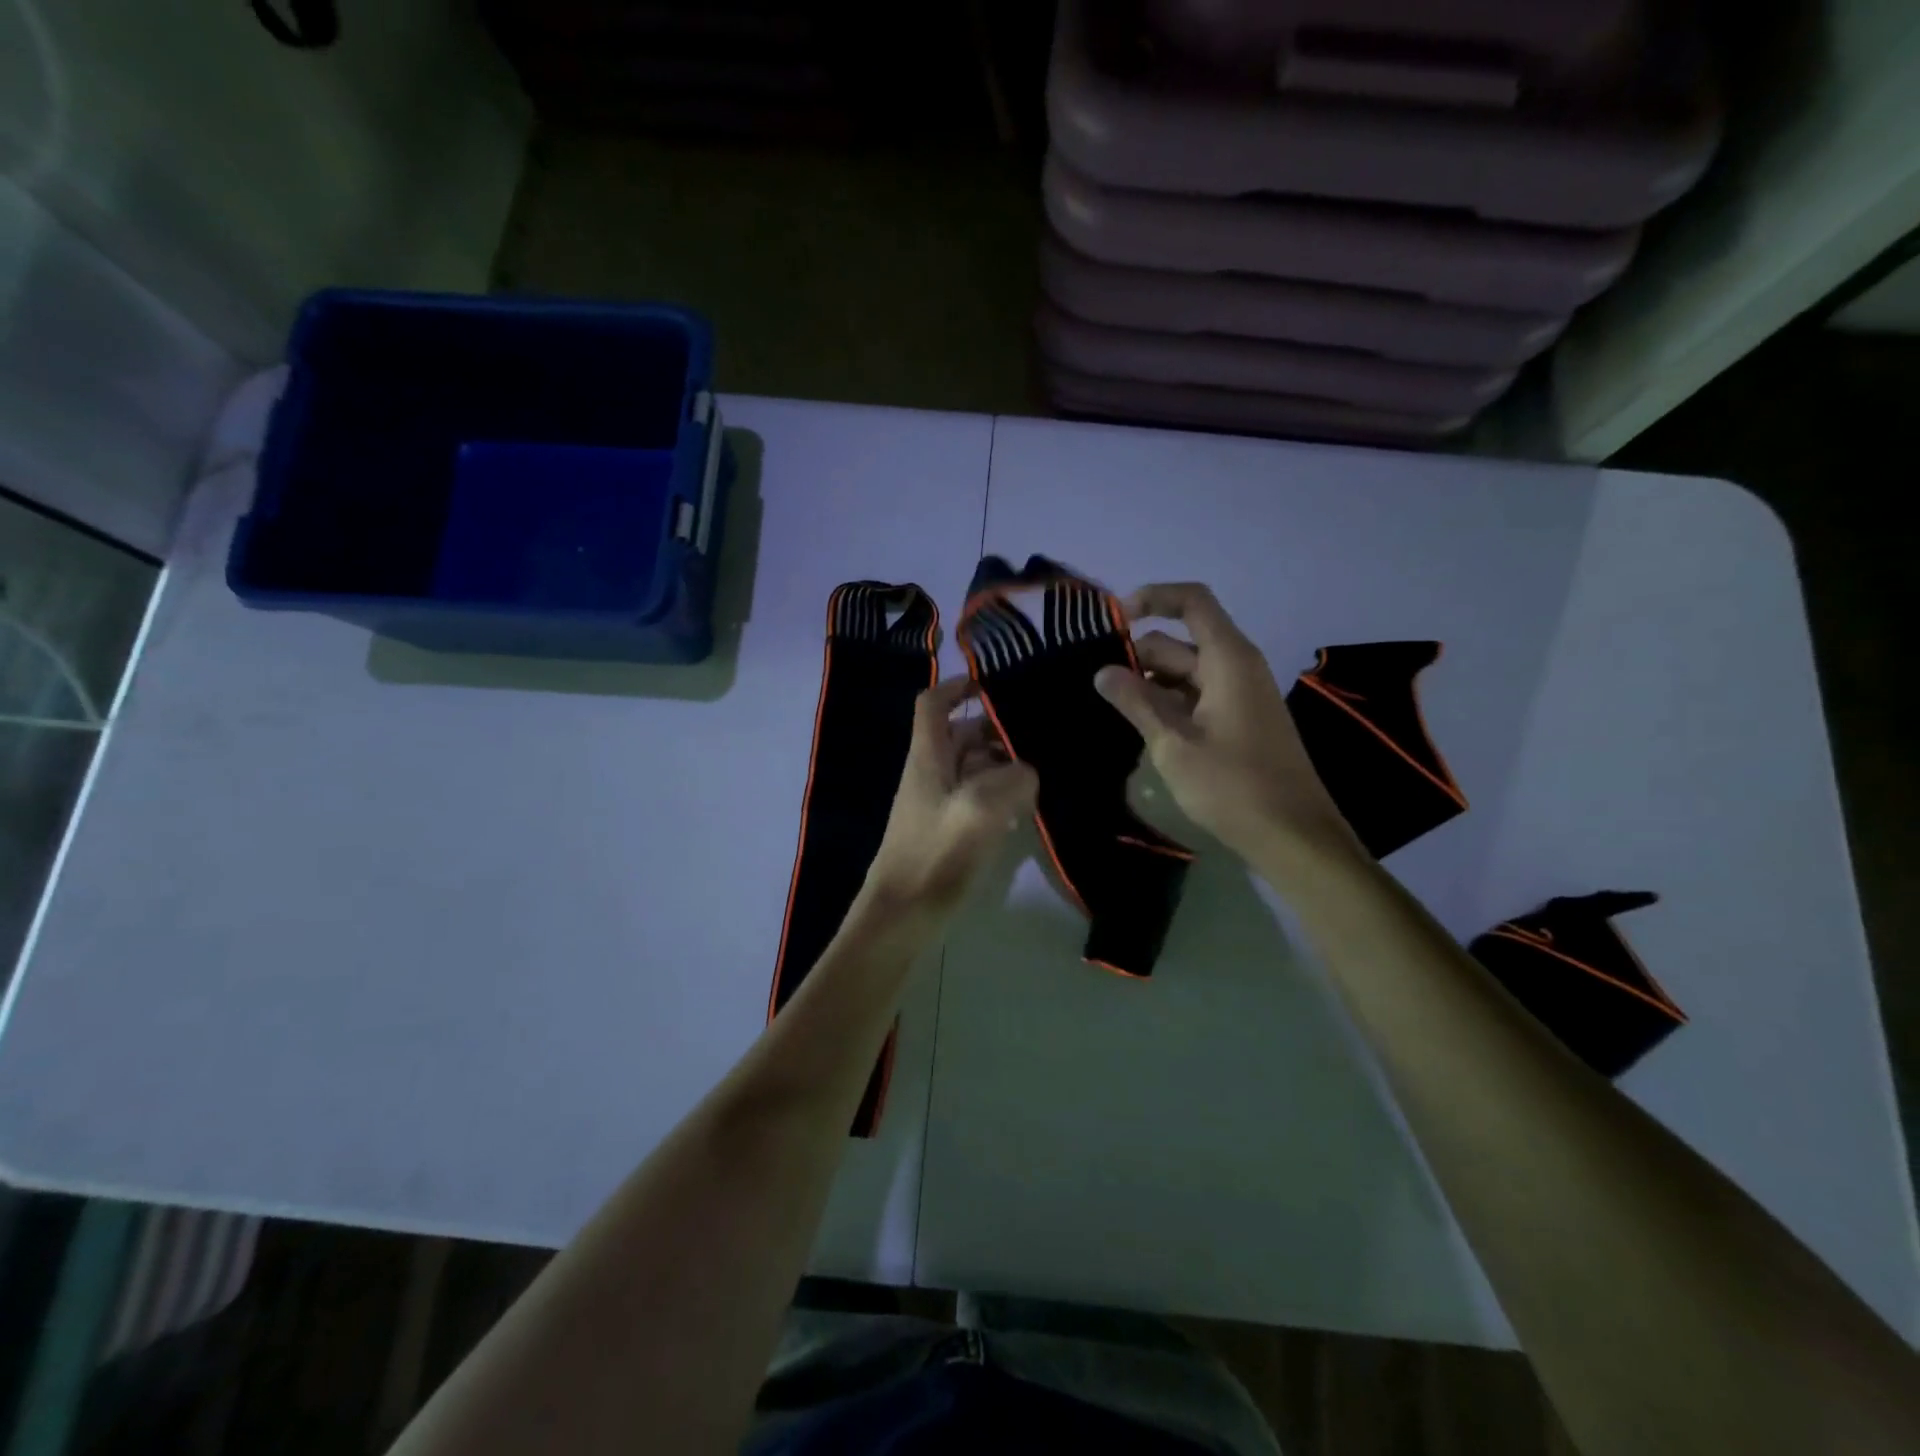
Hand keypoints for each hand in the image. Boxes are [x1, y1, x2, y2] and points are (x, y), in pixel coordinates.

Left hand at [863, 677, 1038, 914]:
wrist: (902, 915)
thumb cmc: (935, 855)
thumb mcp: (981, 810)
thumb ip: (1012, 780)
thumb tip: (1028, 771)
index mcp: (927, 757)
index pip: (932, 704)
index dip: (957, 685)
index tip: (992, 683)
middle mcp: (929, 772)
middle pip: (961, 734)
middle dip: (996, 731)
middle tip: (1038, 736)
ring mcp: (937, 802)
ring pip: (972, 767)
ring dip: (1002, 765)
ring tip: (1042, 772)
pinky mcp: (947, 829)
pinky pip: (975, 798)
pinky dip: (998, 795)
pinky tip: (1025, 812)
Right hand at [1094, 583, 1359, 861]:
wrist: (1292, 835)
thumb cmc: (1233, 786)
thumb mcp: (1174, 744)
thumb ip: (1136, 702)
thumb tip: (1102, 671)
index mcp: (1228, 660)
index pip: (1192, 601)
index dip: (1153, 598)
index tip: (1113, 620)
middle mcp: (1237, 667)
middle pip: (1182, 640)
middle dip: (1139, 654)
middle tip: (1095, 682)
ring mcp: (1240, 696)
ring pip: (1186, 672)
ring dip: (1150, 683)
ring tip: (1110, 706)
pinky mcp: (1239, 721)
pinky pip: (1197, 696)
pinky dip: (1168, 703)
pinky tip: (1140, 726)